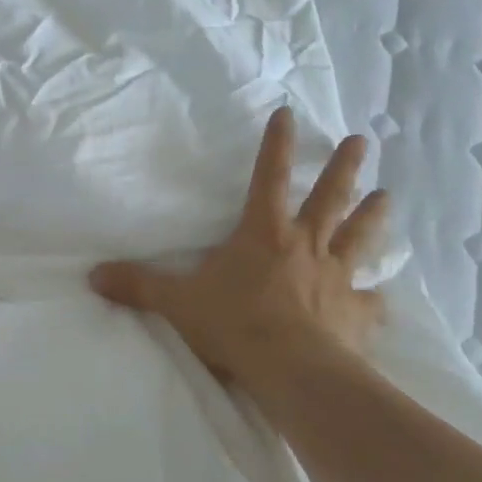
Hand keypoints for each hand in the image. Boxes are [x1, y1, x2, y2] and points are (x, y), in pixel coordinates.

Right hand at [90, 109, 388, 402]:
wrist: (290, 368)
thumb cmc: (233, 324)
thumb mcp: (176, 302)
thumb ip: (137, 286)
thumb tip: (92, 275)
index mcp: (263, 234)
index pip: (269, 177)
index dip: (277, 145)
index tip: (288, 113)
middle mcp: (305, 246)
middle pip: (329, 198)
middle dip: (344, 168)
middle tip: (363, 141)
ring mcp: (336, 278)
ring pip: (359, 237)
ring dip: (373, 216)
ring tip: (388, 195)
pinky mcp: (355, 313)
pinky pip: (370, 301)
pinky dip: (375, 297)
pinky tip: (381, 297)